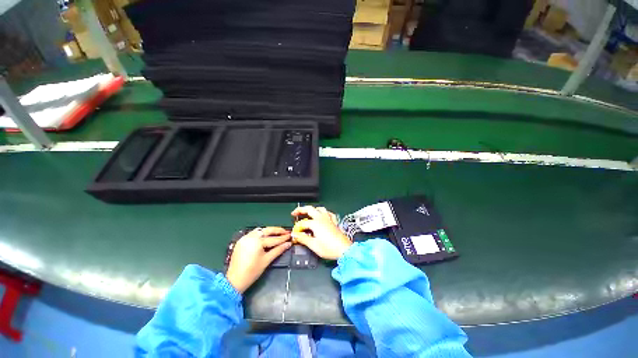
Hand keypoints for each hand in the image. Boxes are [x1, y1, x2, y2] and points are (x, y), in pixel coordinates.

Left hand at [226, 227, 290, 293]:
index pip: (273, 239)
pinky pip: (254, 233)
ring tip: (277, 233)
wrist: (234, 280)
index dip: (283, 238)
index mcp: (257, 242)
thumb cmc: (252, 272)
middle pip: (267, 230)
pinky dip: (261, 233)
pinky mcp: (241, 240)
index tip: (290, 236)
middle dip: (277, 230)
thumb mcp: (267, 260)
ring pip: (260, 230)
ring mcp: (245, 238)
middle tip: (286, 232)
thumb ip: (278, 250)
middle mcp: (251, 237)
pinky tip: (266, 236)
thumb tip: (288, 244)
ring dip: (269, 231)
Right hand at [291, 206, 351, 259]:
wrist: (344, 250)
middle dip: (301, 209)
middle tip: (295, 212)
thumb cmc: (330, 248)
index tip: (294, 233)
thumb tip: (295, 235)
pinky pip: (328, 213)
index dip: (297, 228)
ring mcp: (329, 219)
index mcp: (316, 223)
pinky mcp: (334, 221)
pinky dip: (324, 212)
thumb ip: (303, 239)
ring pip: (320, 208)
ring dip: (312, 209)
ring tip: (308, 212)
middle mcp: (322, 218)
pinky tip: (322, 215)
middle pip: (310, 209)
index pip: (303, 223)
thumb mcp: (314, 245)